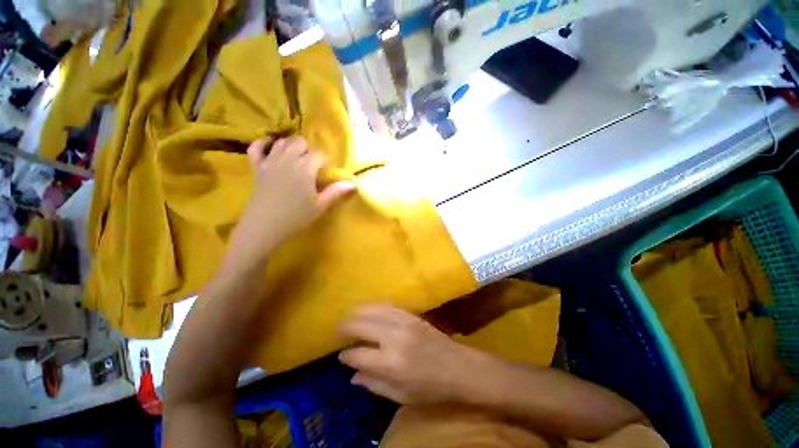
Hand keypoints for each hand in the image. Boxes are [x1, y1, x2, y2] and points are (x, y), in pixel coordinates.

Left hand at [226, 137, 355, 269]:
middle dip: (308, 150)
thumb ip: (336, 192)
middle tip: (312, 166)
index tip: (326, 173)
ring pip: (281, 142)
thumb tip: (353, 184)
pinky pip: (256, 147)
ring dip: (291, 146)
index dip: (325, 162)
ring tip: (297, 158)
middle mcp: (287, 159)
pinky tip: (270, 146)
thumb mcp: (320, 206)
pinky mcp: (256, 167)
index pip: (319, 155)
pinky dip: (263, 143)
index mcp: (305, 169)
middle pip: (299, 142)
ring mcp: (269, 162)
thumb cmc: (295, 217)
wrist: (264, 227)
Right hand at [338, 305, 484, 404]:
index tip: (341, 356)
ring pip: (374, 311)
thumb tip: (352, 376)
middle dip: (346, 326)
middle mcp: (394, 338)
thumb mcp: (401, 396)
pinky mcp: (411, 315)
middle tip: (338, 329)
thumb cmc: (430, 388)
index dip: (346, 356)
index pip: (358, 354)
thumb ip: (374, 384)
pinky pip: (388, 306)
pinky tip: (369, 308)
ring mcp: (404, 323)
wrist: (458, 367)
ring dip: (359, 312)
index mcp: (390, 363)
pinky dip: (375, 306)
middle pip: (362, 325)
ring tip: (349, 315)